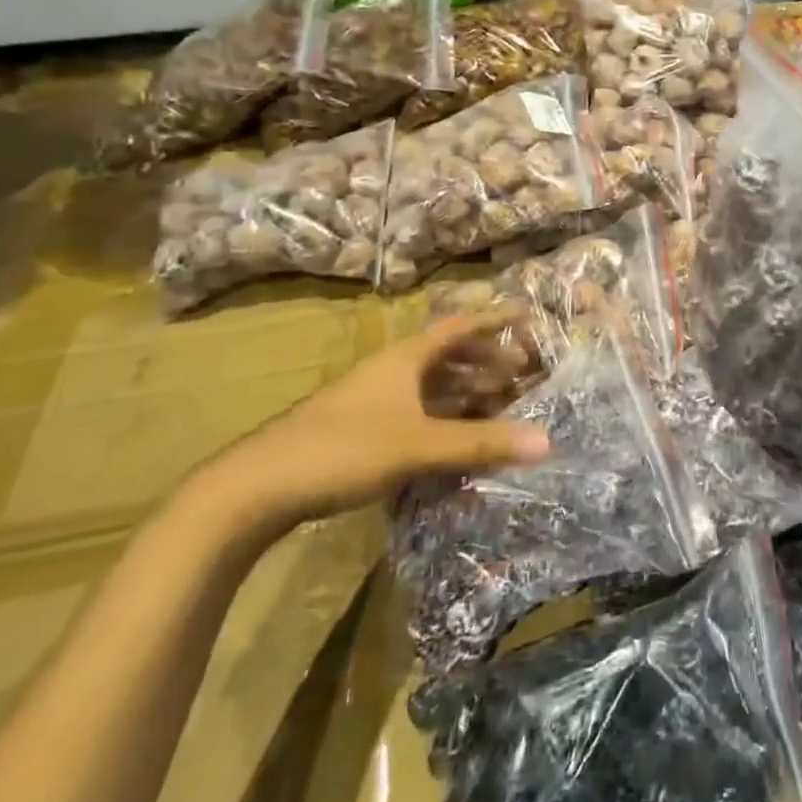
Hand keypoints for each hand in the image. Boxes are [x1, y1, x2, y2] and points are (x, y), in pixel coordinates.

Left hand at [199, 311, 550, 542]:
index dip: (495, 321)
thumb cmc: (344, 449)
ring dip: (465, 388)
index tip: (527, 315)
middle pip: (447, 354)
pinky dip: (443, 415)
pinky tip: (454, 436)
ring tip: (497, 401)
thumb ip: (481, 443)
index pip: (460, 328)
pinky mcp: (358, 428)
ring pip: (430, 384)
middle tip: (521, 371)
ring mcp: (371, 399)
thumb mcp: (420, 446)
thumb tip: (546, 442)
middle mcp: (390, 370)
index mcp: (405, 358)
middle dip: (486, 359)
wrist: (255, 487)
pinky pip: (415, 409)